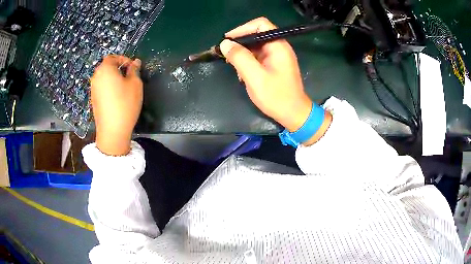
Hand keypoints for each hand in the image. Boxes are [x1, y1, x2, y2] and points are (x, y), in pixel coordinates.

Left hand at [90, 55, 142, 155]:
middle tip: (129, 76)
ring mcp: (93, 89)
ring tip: (124, 87)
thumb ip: (134, 70)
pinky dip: (108, 87)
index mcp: (105, 69)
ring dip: (113, 77)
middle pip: (107, 66)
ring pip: (104, 77)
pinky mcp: (93, 99)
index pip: (113, 57)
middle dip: (118, 68)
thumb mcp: (135, 84)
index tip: (133, 67)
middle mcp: (96, 76)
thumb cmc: (125, 104)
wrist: (112, 130)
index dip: (124, 59)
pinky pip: (101, 87)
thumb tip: (135, 62)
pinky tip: (116, 97)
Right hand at [220, 17, 331, 144]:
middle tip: (228, 57)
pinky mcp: (274, 65)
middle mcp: (279, 47)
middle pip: (256, 35)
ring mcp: (277, 56)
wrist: (293, 115)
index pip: (260, 24)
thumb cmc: (276, 96)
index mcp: (278, 46)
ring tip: (236, 69)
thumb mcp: (255, 77)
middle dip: (240, 45)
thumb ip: (239, 58)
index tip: (228, 40)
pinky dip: (248, 63)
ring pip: (255, 47)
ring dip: (243, 56)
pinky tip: (244, 75)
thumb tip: (225, 43)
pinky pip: (258, 57)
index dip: (242, 29)